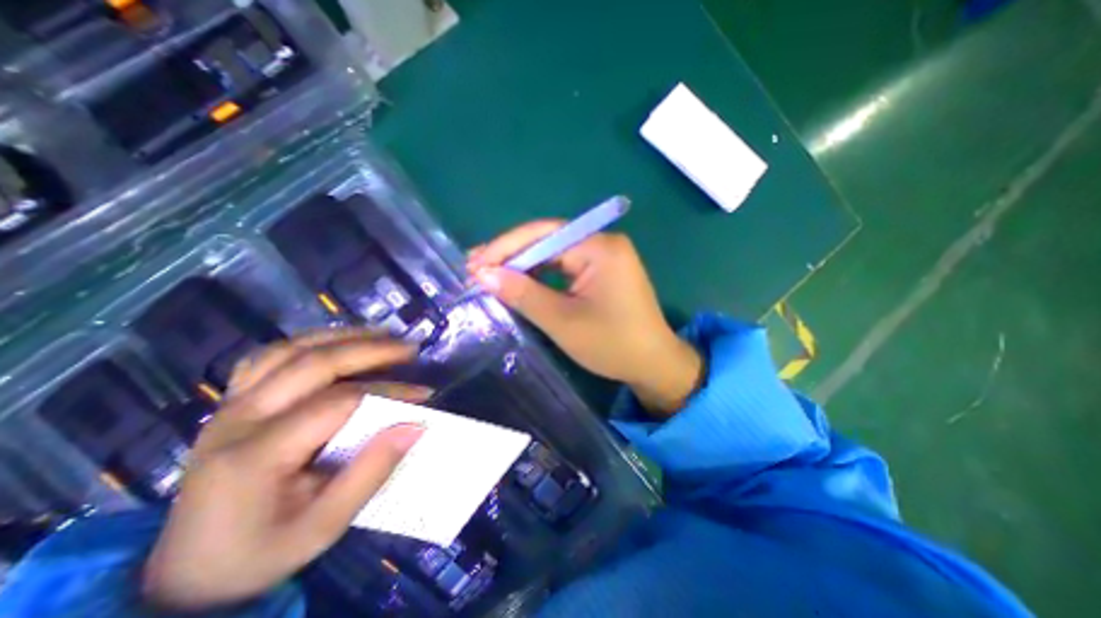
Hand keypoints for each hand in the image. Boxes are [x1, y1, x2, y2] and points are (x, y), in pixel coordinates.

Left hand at [137, 331, 430, 610]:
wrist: (184, 574)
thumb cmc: (260, 552)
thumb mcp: (323, 526)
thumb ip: (370, 473)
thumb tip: (415, 426)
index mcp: (256, 455)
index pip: (338, 402)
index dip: (388, 392)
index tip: (423, 394)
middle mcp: (237, 419)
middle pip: (313, 363)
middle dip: (370, 349)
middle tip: (410, 348)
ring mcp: (229, 406)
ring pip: (290, 349)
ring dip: (342, 336)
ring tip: (383, 334)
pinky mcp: (231, 402)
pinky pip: (271, 356)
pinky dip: (311, 341)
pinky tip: (337, 342)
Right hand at [468, 219, 699, 416]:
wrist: (653, 364)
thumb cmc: (612, 345)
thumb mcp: (562, 321)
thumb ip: (523, 294)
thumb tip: (484, 274)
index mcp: (600, 247)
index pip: (544, 235)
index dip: (506, 247)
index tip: (475, 263)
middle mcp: (603, 243)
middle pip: (549, 241)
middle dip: (512, 255)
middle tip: (477, 269)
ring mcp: (605, 256)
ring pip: (555, 253)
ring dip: (524, 265)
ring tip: (491, 275)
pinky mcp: (603, 271)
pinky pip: (566, 266)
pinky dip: (542, 275)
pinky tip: (521, 282)